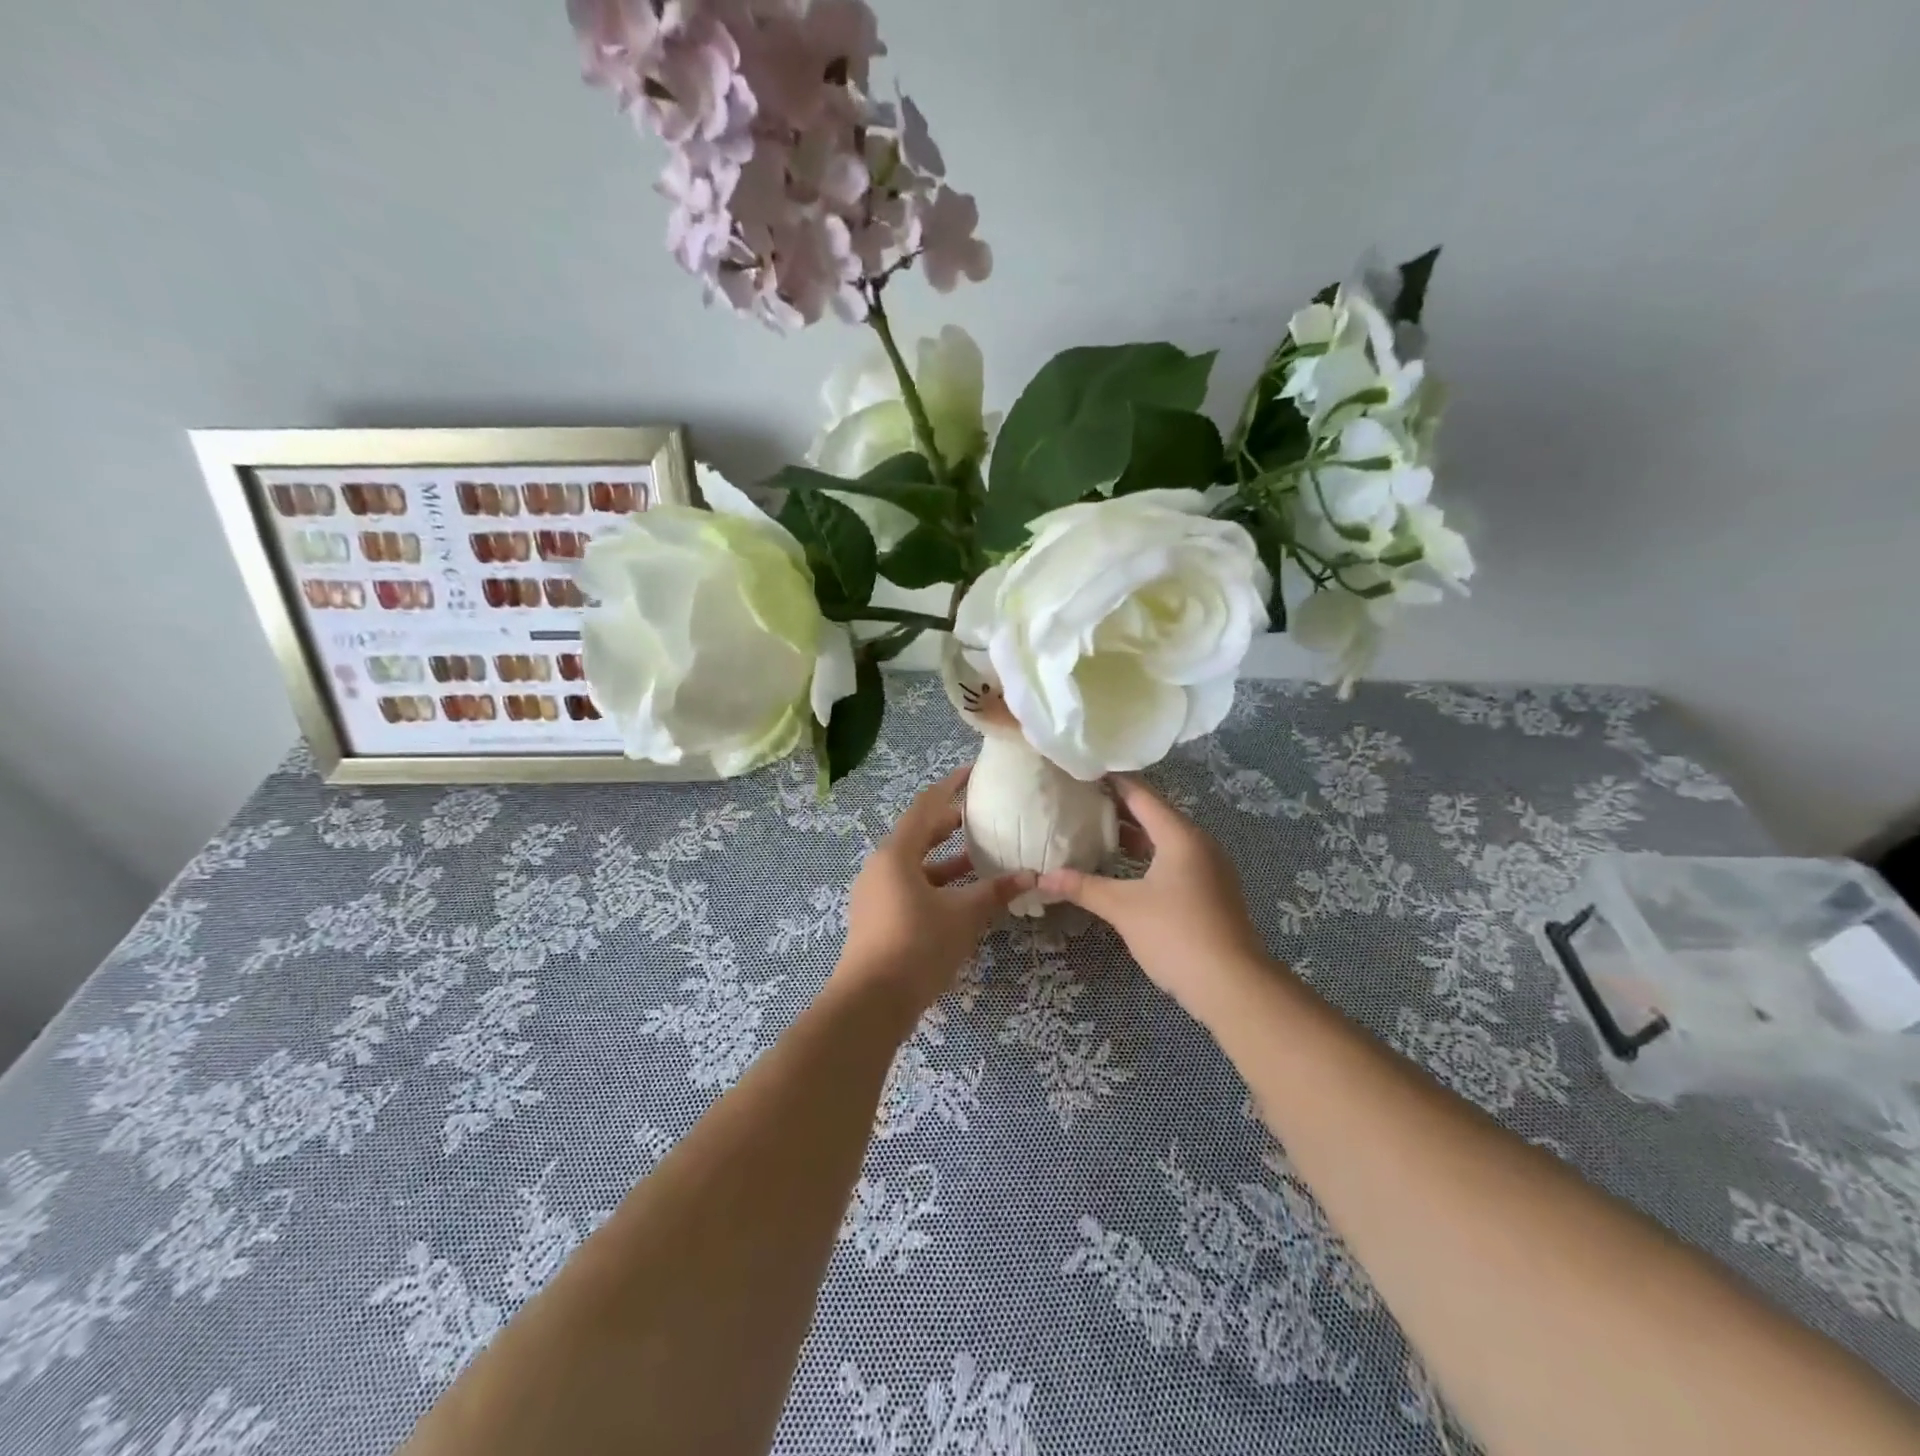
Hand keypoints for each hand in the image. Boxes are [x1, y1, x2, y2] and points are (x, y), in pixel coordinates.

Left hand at [834, 768, 1033, 1024]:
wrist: (871, 1002)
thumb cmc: (917, 946)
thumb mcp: (963, 916)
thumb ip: (995, 892)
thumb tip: (1030, 875)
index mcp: (896, 854)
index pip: (926, 806)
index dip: (950, 787)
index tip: (973, 773)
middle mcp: (881, 866)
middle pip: (918, 834)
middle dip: (949, 824)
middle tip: (981, 816)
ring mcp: (876, 893)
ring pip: (915, 864)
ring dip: (946, 860)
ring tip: (980, 857)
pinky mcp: (878, 918)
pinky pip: (910, 887)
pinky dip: (936, 884)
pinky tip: (962, 897)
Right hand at [1039, 776, 1269, 1018]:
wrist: (1232, 985)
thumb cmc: (1176, 934)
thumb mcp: (1123, 908)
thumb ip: (1084, 887)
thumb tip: (1043, 878)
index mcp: (1180, 836)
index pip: (1141, 795)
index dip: (1112, 781)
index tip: (1084, 770)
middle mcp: (1198, 844)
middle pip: (1155, 815)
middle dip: (1119, 808)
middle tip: (1081, 800)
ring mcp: (1209, 868)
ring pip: (1165, 840)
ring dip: (1134, 835)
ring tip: (1095, 831)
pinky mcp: (1211, 891)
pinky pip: (1174, 860)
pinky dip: (1148, 857)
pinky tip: (1124, 869)